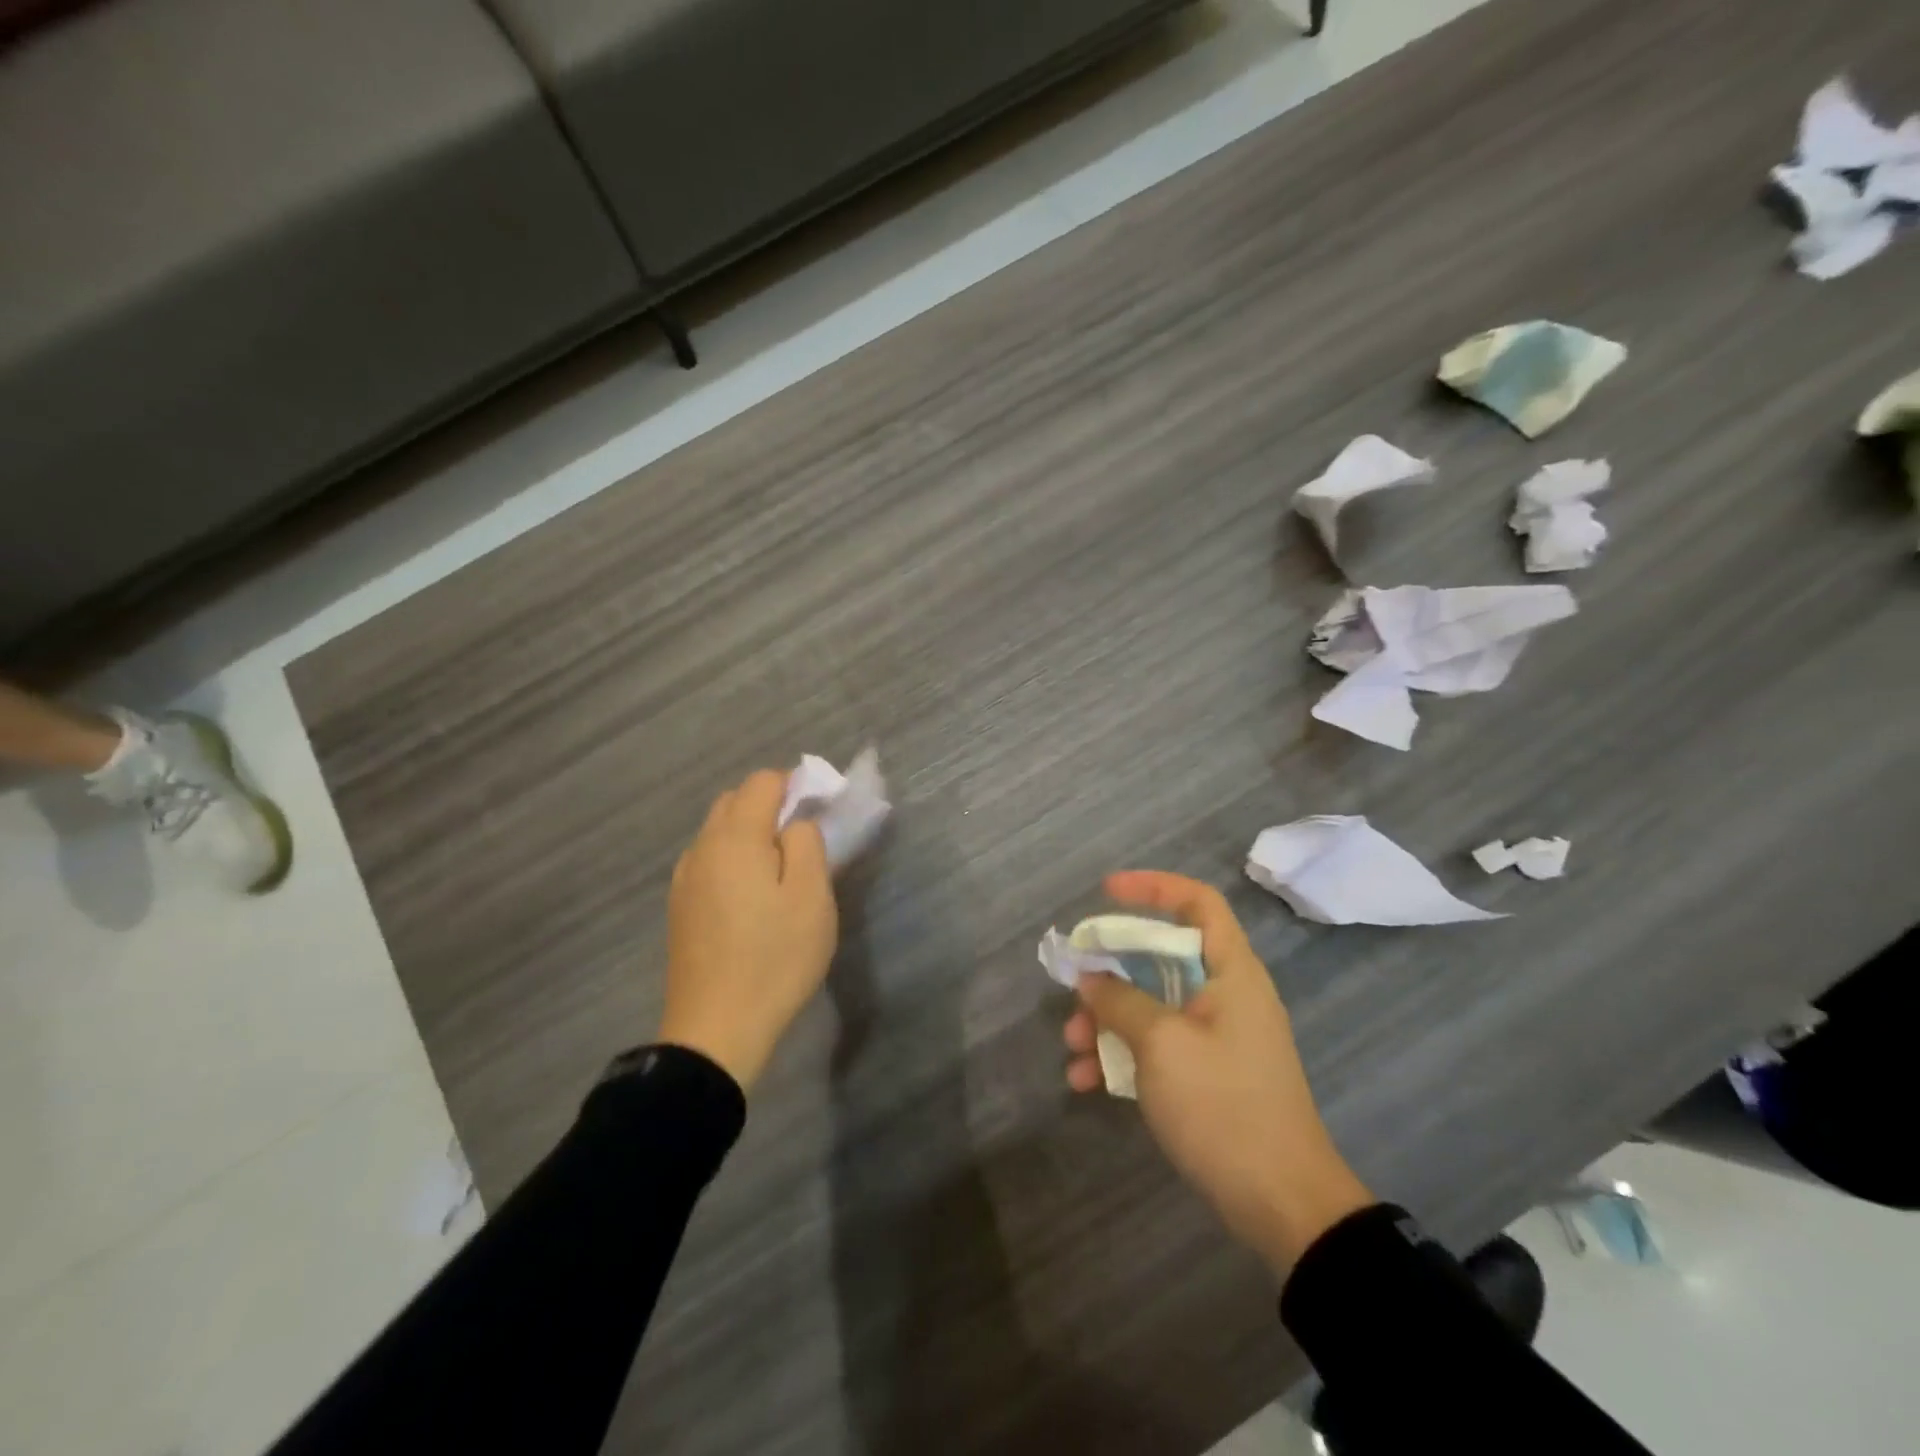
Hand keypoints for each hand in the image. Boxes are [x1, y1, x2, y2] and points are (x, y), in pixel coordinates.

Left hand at [658, 770, 837, 1091]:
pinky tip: (750, 896)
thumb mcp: (812, 898)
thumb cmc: (774, 959)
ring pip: (717, 832)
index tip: (820, 810)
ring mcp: (685, 879)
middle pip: (734, 802)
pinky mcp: (679, 907)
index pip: (762, 782)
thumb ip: (807, 844)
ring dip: (749, 833)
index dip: (794, 785)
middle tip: (804, 840)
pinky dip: (732, 859)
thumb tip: (795, 824)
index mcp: (735, 839)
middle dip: (770, 805)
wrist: (716, 1030)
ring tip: (780, 870)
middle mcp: (702, 849)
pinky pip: (708, 861)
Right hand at [1064, 871, 1373, 1275]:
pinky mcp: (1207, 1075)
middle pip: (1163, 956)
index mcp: (1231, 972)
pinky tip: (1087, 1081)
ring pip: (1153, 1004)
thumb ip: (1120, 1001)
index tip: (1105, 892)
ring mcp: (1217, 1038)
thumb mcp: (1162, 1045)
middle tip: (1075, 986)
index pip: (1197, 903)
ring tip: (1073, 1046)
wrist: (1283, 1206)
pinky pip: (1158, 1045)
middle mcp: (1226, 995)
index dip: (1153, 886)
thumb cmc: (1224, 1107)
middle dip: (1112, 970)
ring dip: (1109, 1019)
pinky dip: (1124, 1054)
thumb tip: (1091, 978)